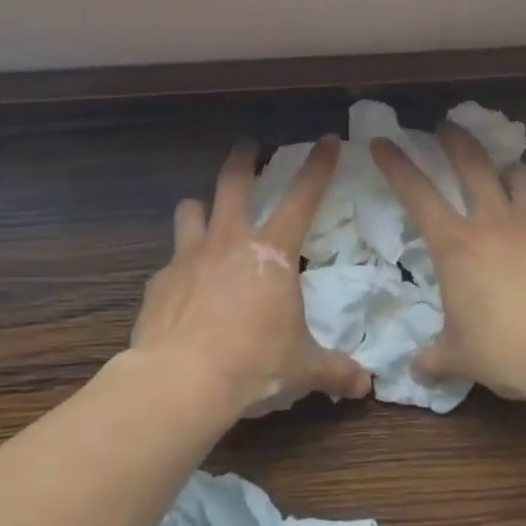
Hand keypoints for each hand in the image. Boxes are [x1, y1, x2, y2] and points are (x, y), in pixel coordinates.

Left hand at [131, 137, 372, 418]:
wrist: (182, 381)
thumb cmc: (254, 363)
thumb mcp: (303, 368)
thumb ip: (335, 371)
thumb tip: (366, 386)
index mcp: (272, 252)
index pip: (303, 196)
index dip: (319, 165)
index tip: (327, 139)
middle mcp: (229, 241)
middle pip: (233, 182)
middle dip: (243, 158)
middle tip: (247, 146)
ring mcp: (189, 257)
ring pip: (190, 210)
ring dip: (200, 208)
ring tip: (204, 213)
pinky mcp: (159, 282)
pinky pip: (170, 262)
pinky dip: (179, 267)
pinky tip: (182, 289)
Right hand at [372, 124, 525, 404]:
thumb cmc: (506, 351)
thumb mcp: (459, 357)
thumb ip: (434, 357)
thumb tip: (416, 369)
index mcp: (457, 245)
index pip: (417, 193)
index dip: (396, 164)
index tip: (383, 142)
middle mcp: (494, 222)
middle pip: (473, 164)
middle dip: (456, 140)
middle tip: (448, 126)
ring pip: (520, 176)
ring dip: (507, 169)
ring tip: (505, 172)